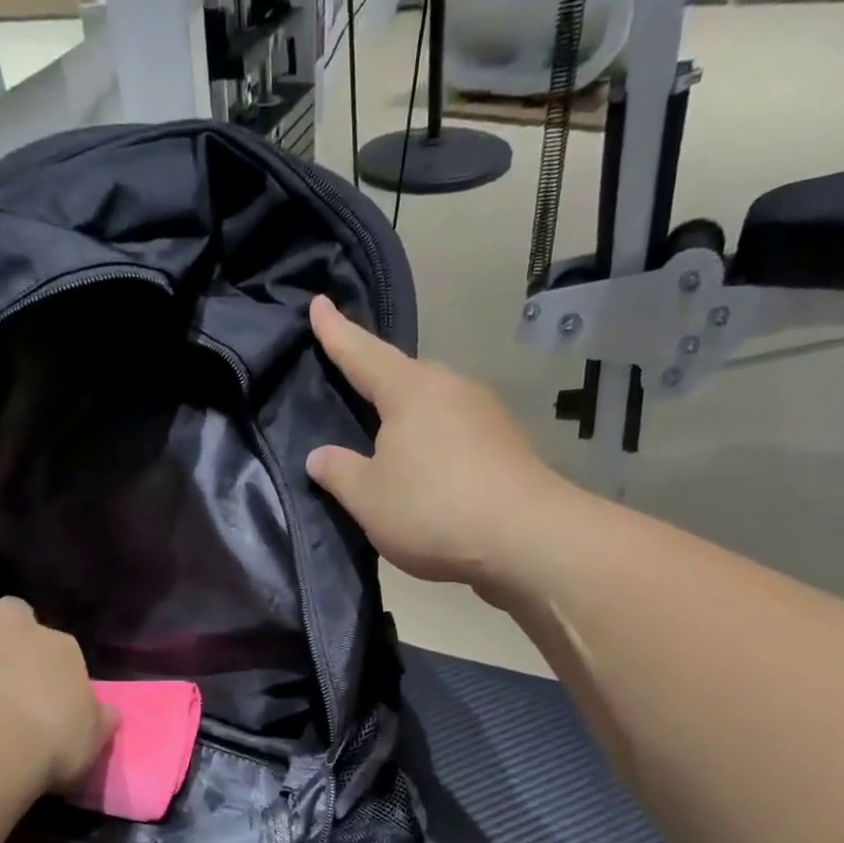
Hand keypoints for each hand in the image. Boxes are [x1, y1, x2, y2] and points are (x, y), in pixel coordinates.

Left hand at [0, 597, 115, 793]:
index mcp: (62, 648)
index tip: (40, 687)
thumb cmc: (51, 744)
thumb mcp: (91, 740)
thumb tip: (109, 712)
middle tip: (1, 660)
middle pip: (13, 609)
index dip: (46, 662)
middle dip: (6, 627)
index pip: (57, 643)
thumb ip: (100, 720)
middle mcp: (21, 628)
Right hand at [306, 296, 561, 592]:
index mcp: (411, 390)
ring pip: (432, 406)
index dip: (335, 333)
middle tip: (350, 381)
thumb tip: (319, 456)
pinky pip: (453, 434)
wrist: (525, 539)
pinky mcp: (504, 447)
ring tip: (385, 438)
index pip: (363, 354)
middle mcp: (451, 389)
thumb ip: (338, 472)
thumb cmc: (432, 509)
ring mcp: (484, 416)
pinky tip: (424, 469)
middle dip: (376, 377)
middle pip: (404, 376)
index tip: (318, 303)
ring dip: (407, 418)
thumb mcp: (367, 497)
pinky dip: (431, 443)